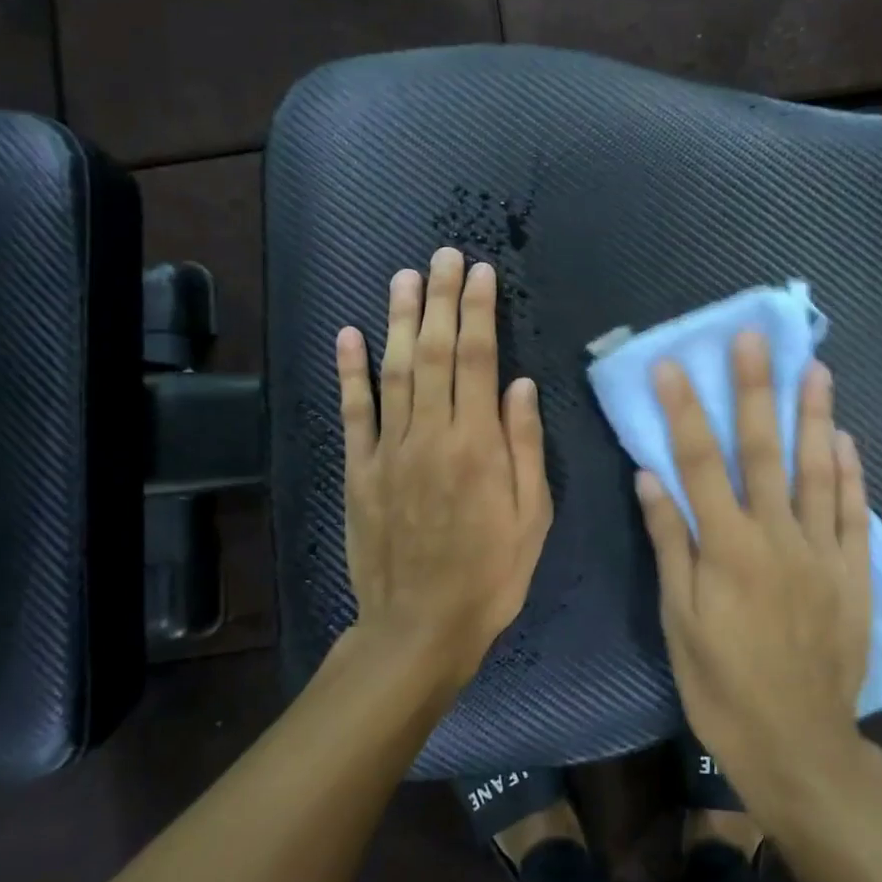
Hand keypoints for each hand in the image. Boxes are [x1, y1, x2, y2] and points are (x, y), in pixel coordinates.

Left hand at [336, 247, 553, 689]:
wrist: (420, 627)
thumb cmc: (491, 573)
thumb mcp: (532, 516)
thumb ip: (525, 445)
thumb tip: (521, 384)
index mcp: (478, 444)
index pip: (479, 359)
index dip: (479, 311)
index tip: (481, 273)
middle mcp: (431, 434)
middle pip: (435, 352)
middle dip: (441, 299)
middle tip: (443, 255)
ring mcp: (389, 450)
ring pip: (393, 370)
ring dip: (398, 320)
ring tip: (404, 277)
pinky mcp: (359, 470)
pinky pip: (353, 413)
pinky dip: (349, 372)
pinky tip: (349, 335)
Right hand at [636, 333, 873, 806]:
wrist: (798, 744)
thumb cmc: (722, 684)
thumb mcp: (679, 620)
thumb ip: (670, 543)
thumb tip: (650, 477)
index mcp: (726, 547)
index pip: (699, 462)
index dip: (684, 410)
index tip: (673, 365)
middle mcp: (776, 536)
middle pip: (763, 450)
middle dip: (756, 390)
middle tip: (755, 339)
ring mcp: (821, 552)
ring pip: (817, 470)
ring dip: (815, 416)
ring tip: (815, 368)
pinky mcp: (853, 573)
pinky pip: (853, 513)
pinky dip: (851, 474)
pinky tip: (846, 439)